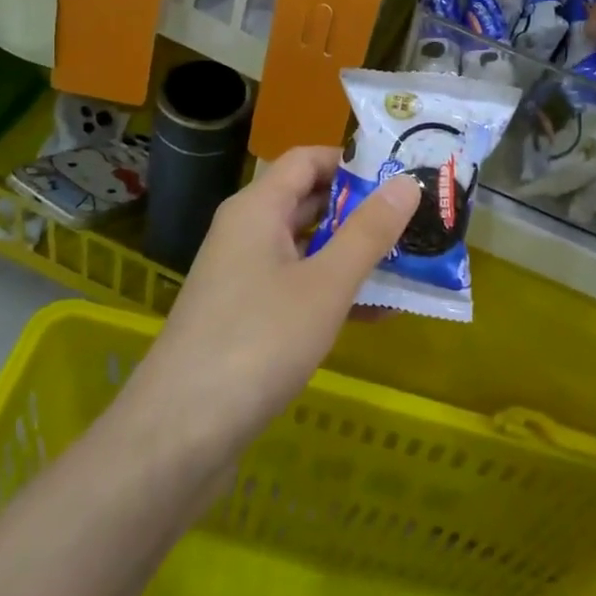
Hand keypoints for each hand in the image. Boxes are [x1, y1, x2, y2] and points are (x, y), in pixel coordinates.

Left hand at [126, 146, 418, 453]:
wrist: (178, 436)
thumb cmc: (257, 343)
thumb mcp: (325, 285)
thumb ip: (368, 232)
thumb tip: (407, 183)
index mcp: (257, 209)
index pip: (307, 160)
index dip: (353, 161)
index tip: (401, 175)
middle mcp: (246, 233)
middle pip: (309, 202)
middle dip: (362, 210)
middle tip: (416, 218)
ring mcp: (243, 278)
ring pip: (307, 249)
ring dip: (353, 254)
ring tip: (409, 263)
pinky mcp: (245, 319)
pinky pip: (297, 288)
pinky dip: (334, 293)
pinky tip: (377, 314)